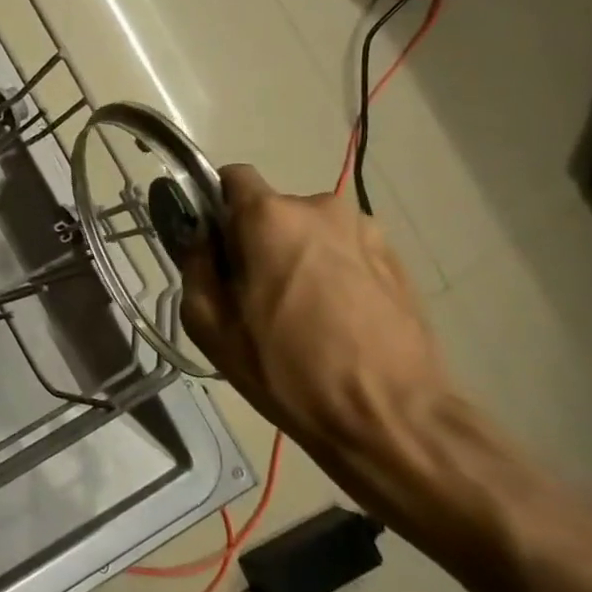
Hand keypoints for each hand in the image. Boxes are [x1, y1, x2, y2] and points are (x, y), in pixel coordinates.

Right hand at [178, 164, 455, 519]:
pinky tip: (332, 319)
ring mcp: (366, 231)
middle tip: (249, 291)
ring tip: (296, 311)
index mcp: (270, 217)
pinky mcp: (396, 259)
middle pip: (271, 209)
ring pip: (309, 231)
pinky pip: (343, 250)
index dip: (214, 204)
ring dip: (295, 255)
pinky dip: (330, 271)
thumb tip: (197, 237)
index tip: (211, 242)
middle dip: (255, 238)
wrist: (388, 415)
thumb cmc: (285, 369)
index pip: (232, 177)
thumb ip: (195, 266)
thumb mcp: (210, 324)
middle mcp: (321, 208)